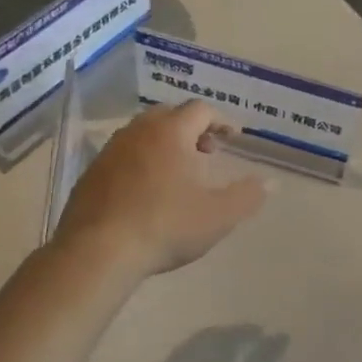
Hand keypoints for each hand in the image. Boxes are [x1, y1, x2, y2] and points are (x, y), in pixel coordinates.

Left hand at [56, 101, 266, 276]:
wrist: (99, 251)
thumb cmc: (166, 226)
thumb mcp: (219, 215)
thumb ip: (248, 196)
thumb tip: (271, 182)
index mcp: (171, 133)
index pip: (200, 110)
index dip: (221, 121)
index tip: (233, 138)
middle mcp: (138, 132)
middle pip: (169, 115)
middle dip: (192, 129)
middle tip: (206, 152)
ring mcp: (110, 152)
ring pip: (142, 134)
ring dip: (164, 145)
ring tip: (178, 173)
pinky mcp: (91, 174)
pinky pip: (123, 156)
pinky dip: (141, 162)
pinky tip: (147, 192)